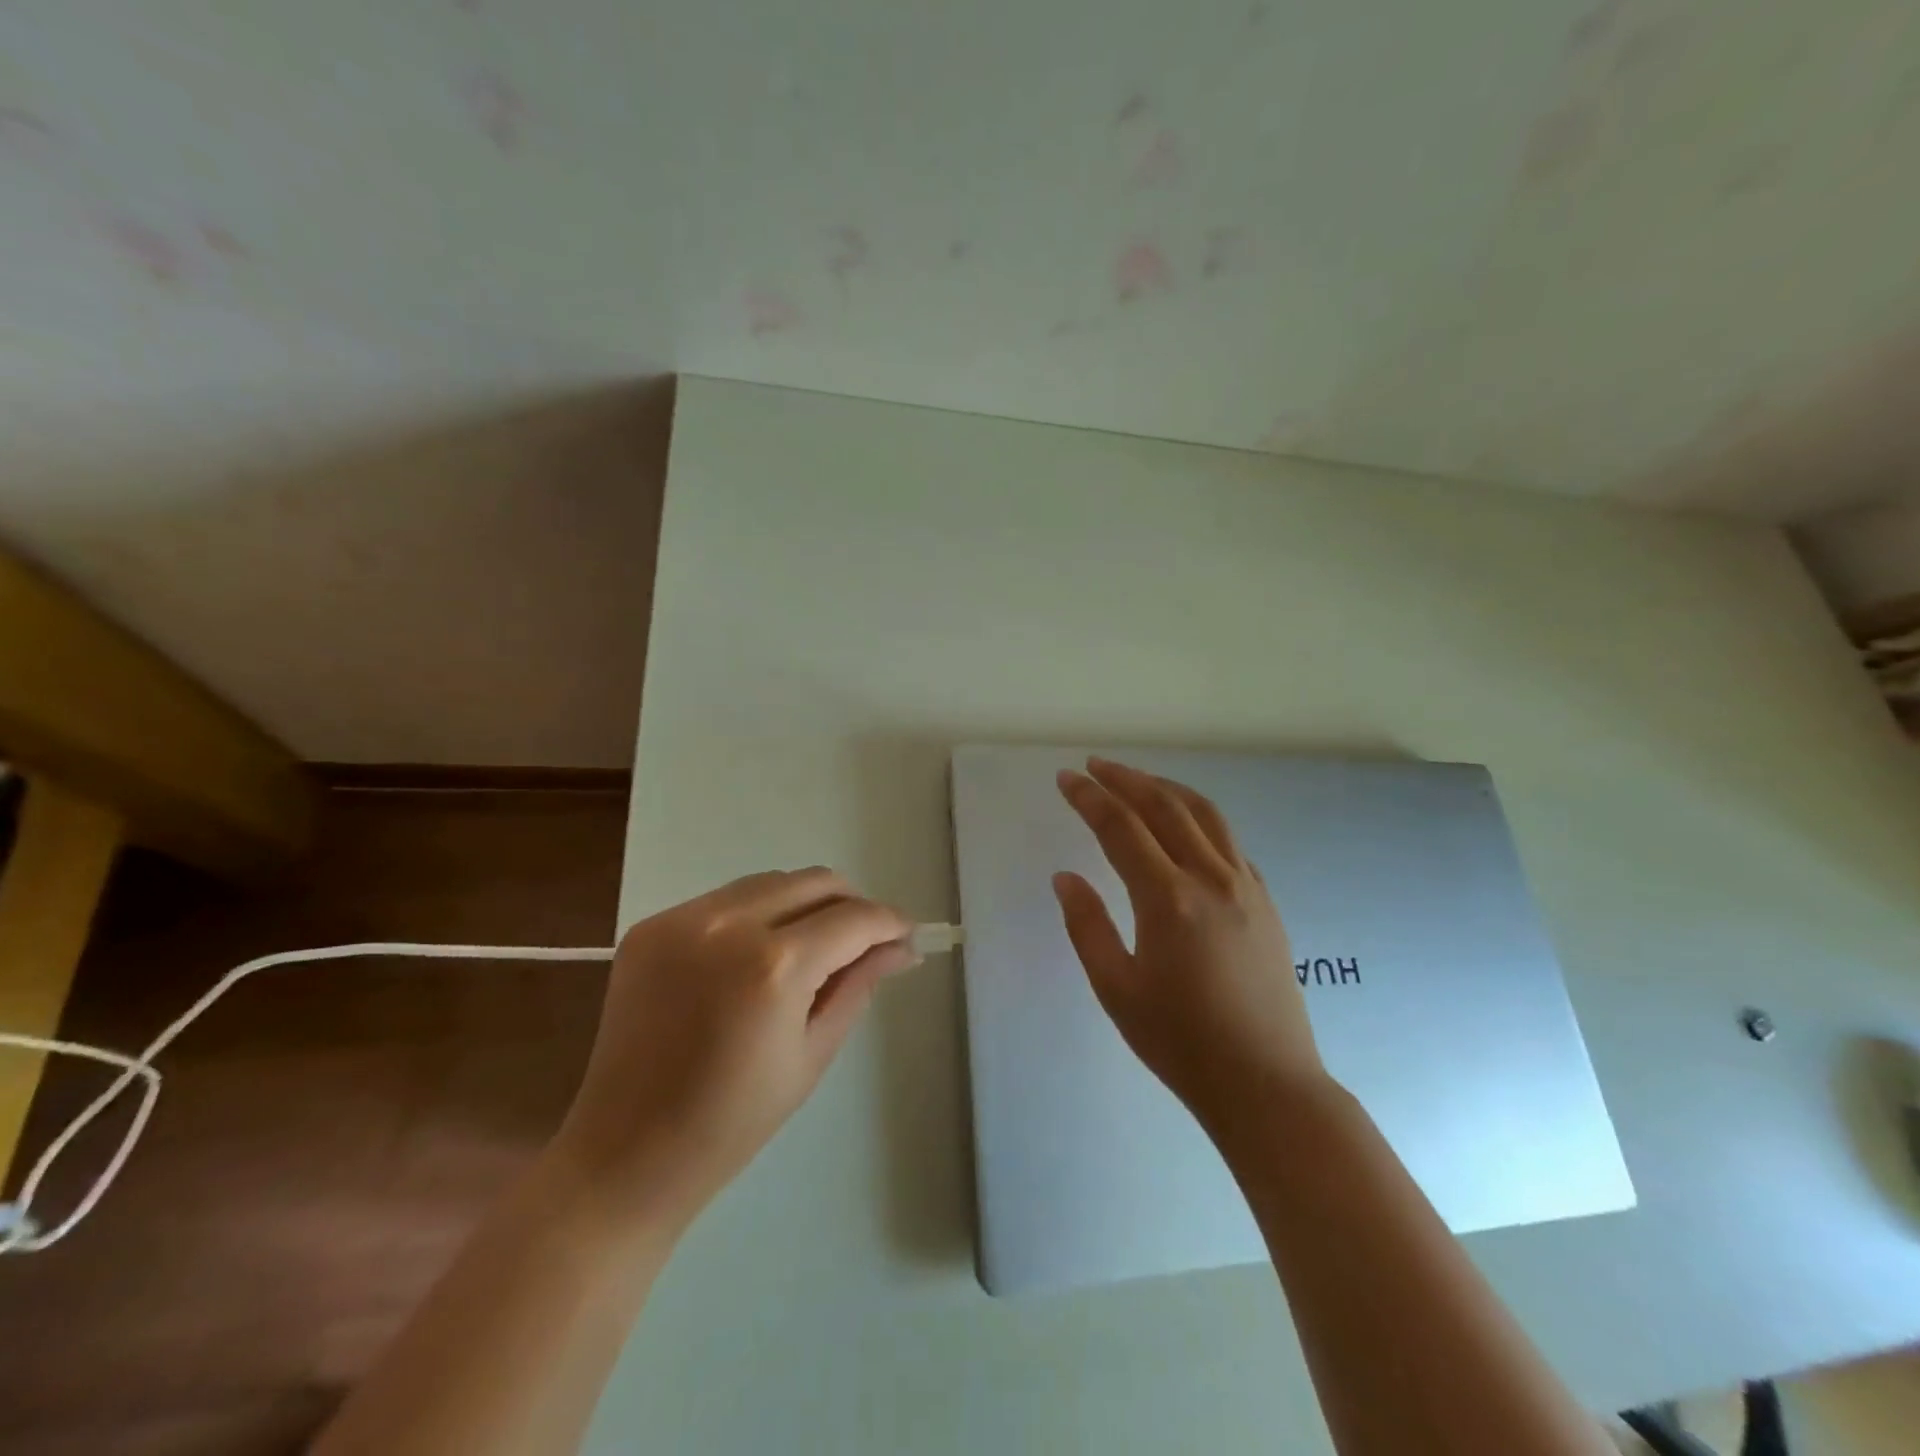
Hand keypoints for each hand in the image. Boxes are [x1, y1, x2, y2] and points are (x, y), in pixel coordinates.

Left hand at [552, 868, 913, 1231]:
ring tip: (811, 947)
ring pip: (770, 882)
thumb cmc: (732, 1122)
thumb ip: (858, 984)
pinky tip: (755, 955)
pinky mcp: (651, 926)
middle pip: (815, 881)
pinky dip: (756, 914)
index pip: (853, 918)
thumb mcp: (812, 1053)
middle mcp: (727, 924)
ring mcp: (682, 920)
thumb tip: (901, 948)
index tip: (907, 936)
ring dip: (804, 903)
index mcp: (773, 966)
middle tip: (864, 942)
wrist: (624, 1154)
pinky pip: (725, 899)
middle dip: (851, 904)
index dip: (890, 922)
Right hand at [1052, 758, 1329, 1135]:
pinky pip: (1229, 841)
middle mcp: (1211, 879)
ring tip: (1137, 780)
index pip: (1121, 828)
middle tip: (1095, 766)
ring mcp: (1245, 886)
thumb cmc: (1180, 1042)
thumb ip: (1087, 926)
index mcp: (1169, 900)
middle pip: (1164, 807)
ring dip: (1166, 788)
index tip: (1067, 778)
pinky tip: (1184, 826)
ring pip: (1205, 814)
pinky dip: (1199, 817)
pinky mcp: (1266, 901)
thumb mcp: (1116, 989)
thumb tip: (1065, 878)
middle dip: (1126, 779)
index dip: (1090, 798)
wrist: (1266, 1083)